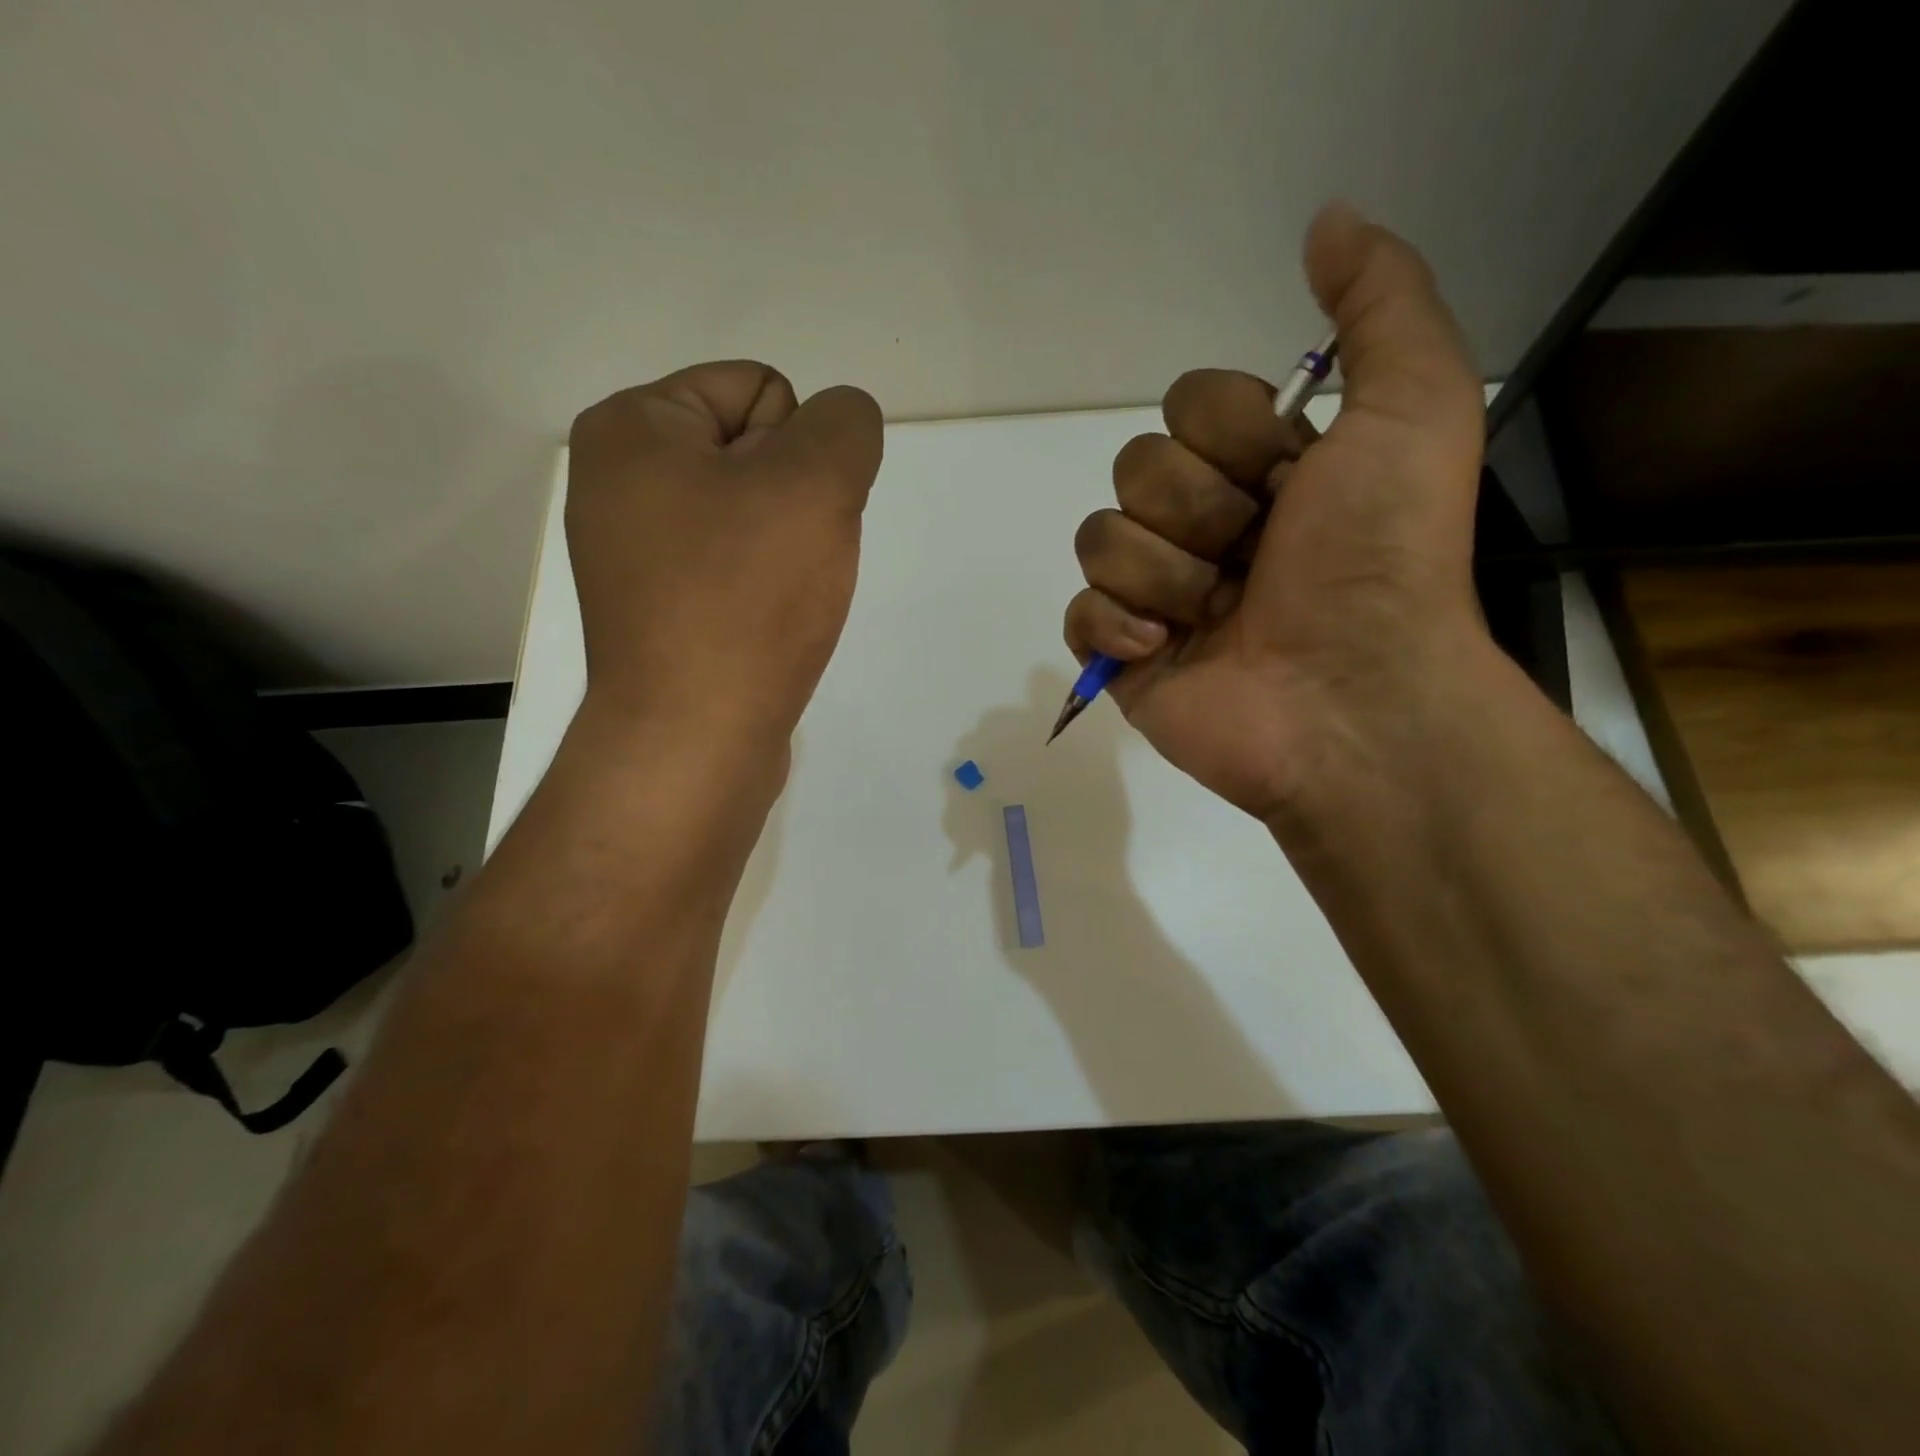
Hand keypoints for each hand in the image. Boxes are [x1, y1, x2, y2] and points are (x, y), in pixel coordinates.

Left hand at [567, 361, 882, 758]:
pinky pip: (737, 568)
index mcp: (633, 428)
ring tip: (778, 599)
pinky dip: (765, 587)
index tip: (788, 513)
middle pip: (758, 452)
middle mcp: (620, 481)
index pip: (763, 388)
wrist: (696, 738)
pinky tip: (765, 625)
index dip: (801, 449)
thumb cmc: (744, 600)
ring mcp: (636, 550)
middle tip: (784, 562)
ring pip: (756, 515)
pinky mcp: (660, 607)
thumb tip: (841, 425)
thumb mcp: (816, 485)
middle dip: (795, 500)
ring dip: (788, 547)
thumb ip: (846, 426)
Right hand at [1063, 204, 1489, 823]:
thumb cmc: (1381, 558)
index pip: (1185, 405)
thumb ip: (1382, 305)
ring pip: (1101, 537)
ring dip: (1166, 574)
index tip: (1289, 480)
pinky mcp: (1123, 655)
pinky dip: (1116, 627)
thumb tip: (1325, 220)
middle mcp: (1204, 525)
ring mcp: (1158, 593)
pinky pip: (1078, 611)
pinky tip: (1163, 650)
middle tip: (1255, 560)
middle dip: (1199, 511)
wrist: (1352, 697)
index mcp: (1258, 471)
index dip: (1230, 437)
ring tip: (1219, 617)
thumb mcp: (1416, 408)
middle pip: (1136, 468)